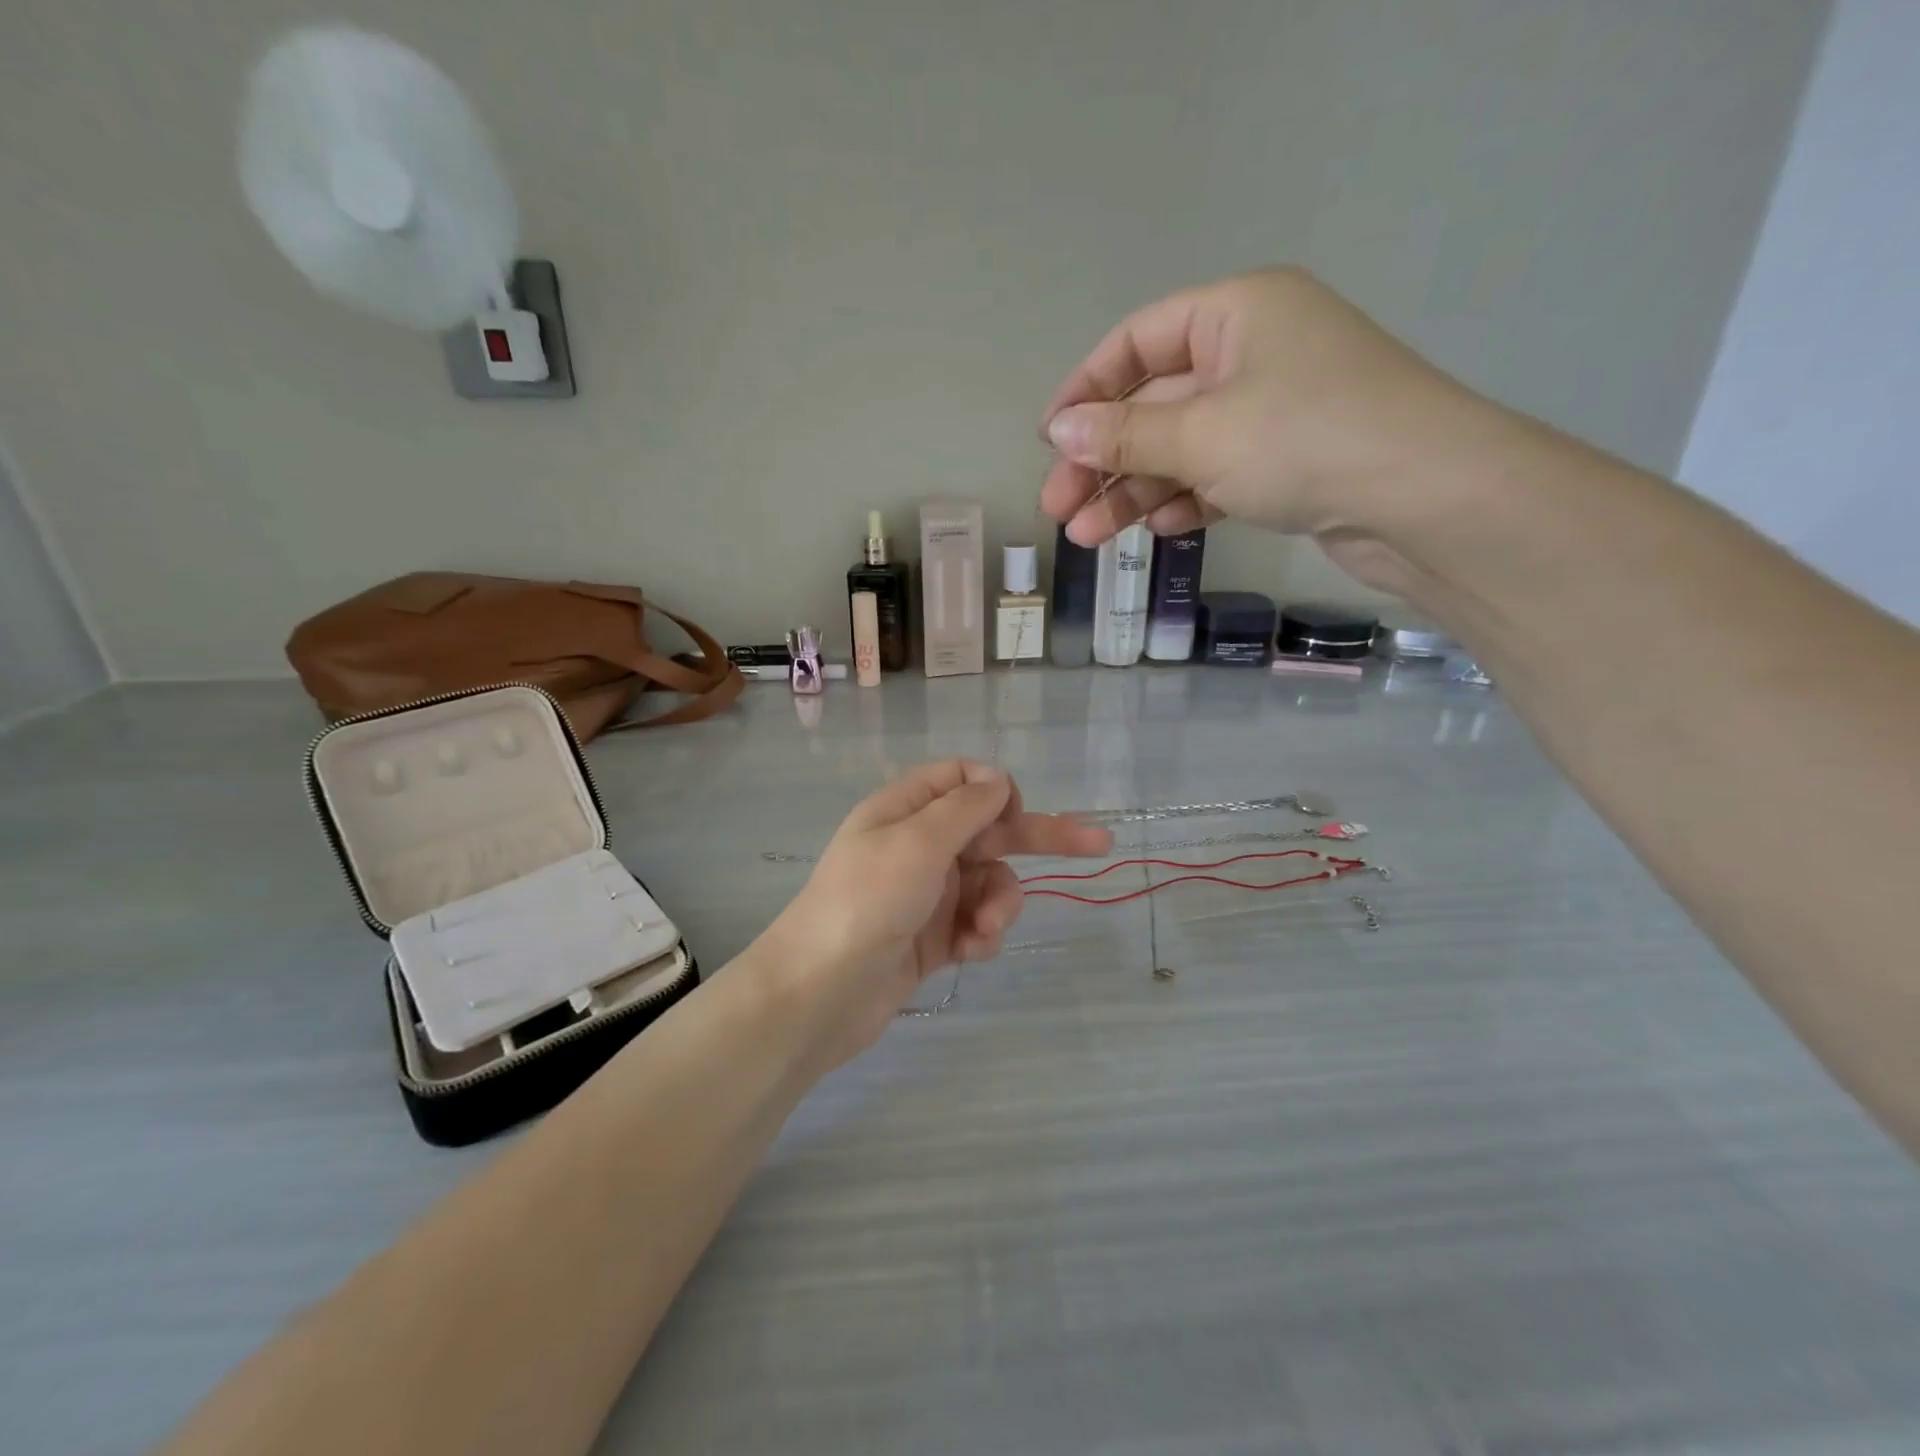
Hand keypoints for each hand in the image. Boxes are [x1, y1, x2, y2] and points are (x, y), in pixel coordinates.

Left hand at [765, 761, 1110, 1069]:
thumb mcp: (918, 842)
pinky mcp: (933, 938)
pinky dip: (981, 934)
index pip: (960, 778)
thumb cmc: (867, 902)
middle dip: (1037, 839)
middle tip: (1099, 843)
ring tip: (985, 931)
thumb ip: (964, 807)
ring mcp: (926, 893)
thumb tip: (999, 779)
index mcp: (905, 810)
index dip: (995, 789)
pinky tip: (971, 952)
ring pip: (989, 882)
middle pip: (988, 830)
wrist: (819, 994)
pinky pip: (976, 923)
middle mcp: (917, 845)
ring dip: (999, 903)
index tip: (1016, 813)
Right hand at [1038, 267, 1504, 588]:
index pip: (1137, 341)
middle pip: (1154, 403)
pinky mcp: (1289, 460)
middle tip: (1059, 509)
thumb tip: (1059, 431)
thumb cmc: (1305, 441)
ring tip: (1089, 538)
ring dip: (1134, 491)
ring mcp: (1274, 409)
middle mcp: (1253, 351)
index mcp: (1236, 313)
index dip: (1086, 390)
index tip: (1049, 441)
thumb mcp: (1201, 435)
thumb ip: (1124, 435)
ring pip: (1182, 447)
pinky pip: (1218, 473)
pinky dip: (1185, 500)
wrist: (1427, 500)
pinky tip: (1159, 530)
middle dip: (1103, 460)